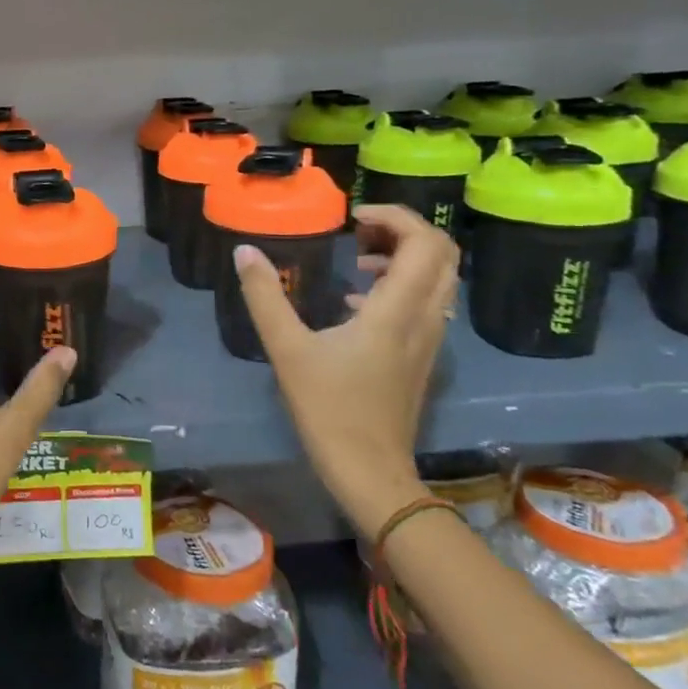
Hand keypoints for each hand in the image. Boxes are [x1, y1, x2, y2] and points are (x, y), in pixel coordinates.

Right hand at [233, 203, 458, 535]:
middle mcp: (424, 317)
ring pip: (438, 279)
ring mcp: (428, 339)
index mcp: (396, 310)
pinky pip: (426, 302)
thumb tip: (245, 251)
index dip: (394, 217)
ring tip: (358, 259)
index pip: (424, 243)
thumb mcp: (287, 349)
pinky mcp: (421, 356)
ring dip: (405, 256)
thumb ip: (265, 296)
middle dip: (403, 231)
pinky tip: (357, 301)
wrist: (371, 472)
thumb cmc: (330, 408)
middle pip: (442, 254)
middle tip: (358, 233)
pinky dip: (401, 284)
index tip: (352, 218)